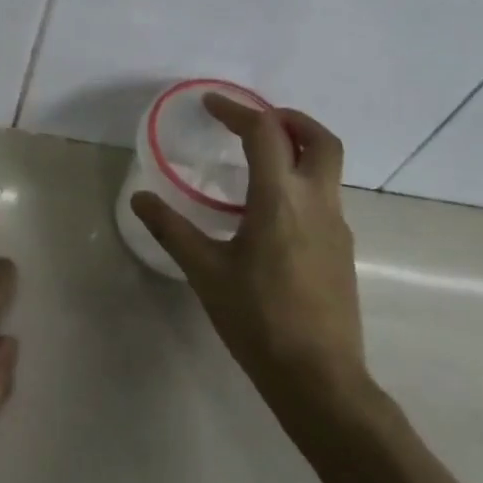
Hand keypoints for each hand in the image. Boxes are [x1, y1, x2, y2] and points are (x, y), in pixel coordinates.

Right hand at [131, 95, 366, 402]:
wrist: (320, 378)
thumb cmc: (258, 320)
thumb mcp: (206, 272)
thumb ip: (172, 230)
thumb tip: (140, 199)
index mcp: (281, 200)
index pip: (265, 133)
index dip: (237, 111)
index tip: (211, 104)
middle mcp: (317, 203)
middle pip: (321, 140)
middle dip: (290, 119)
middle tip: (255, 121)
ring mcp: (337, 226)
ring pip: (328, 167)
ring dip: (298, 148)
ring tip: (259, 160)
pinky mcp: (342, 249)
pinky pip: (325, 195)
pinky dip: (302, 180)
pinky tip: (272, 210)